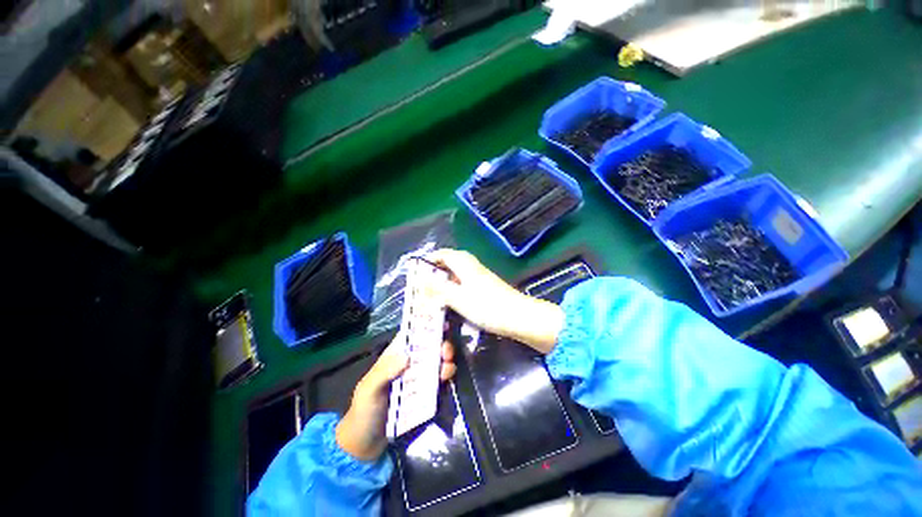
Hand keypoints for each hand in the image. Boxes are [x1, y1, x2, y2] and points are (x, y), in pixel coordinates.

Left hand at [335, 331, 456, 461]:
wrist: (366, 446)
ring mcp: (419, 379)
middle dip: (441, 344)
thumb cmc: (364, 412)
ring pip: (437, 362)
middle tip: (446, 351)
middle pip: (429, 347)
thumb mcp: (369, 390)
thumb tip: (408, 355)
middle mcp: (409, 364)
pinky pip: (439, 380)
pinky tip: (447, 378)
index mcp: (394, 356)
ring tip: (447, 366)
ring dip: (445, 360)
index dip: (426, 326)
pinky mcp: (426, 394)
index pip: (411, 335)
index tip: (441, 322)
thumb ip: (384, 372)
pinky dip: (446, 376)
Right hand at [429, 249, 563, 353]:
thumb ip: (438, 288)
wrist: (519, 317)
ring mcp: (480, 276)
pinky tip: (452, 301)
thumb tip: (420, 279)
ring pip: (457, 273)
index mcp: (464, 264)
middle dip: (436, 271)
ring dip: (445, 281)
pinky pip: (465, 283)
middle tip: (423, 284)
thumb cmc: (486, 306)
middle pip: (450, 262)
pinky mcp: (485, 287)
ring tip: (433, 294)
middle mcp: (472, 266)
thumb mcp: (458, 298)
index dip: (429, 259)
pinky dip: (455, 288)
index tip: (417, 270)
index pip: (443, 254)